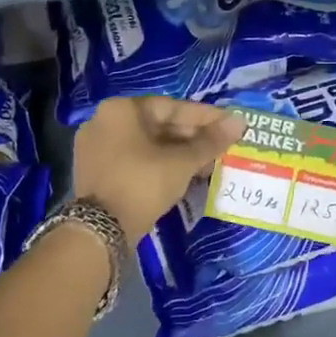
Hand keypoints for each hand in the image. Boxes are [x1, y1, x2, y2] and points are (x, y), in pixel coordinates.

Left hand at [73, 97, 245, 242]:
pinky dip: (160, 163)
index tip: (230, 124)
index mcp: (121, 109)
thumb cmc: (143, 184)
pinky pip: (135, 158)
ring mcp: (97, 146)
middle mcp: (104, 121)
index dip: (205, 117)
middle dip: (193, 137)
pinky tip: (184, 174)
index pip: (172, 106)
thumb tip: (239, 122)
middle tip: (222, 147)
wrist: (101, 230)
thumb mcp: (182, 162)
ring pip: (148, 144)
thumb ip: (210, 141)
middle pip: (159, 124)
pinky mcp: (98, 170)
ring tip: (208, 164)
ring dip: (179, 152)